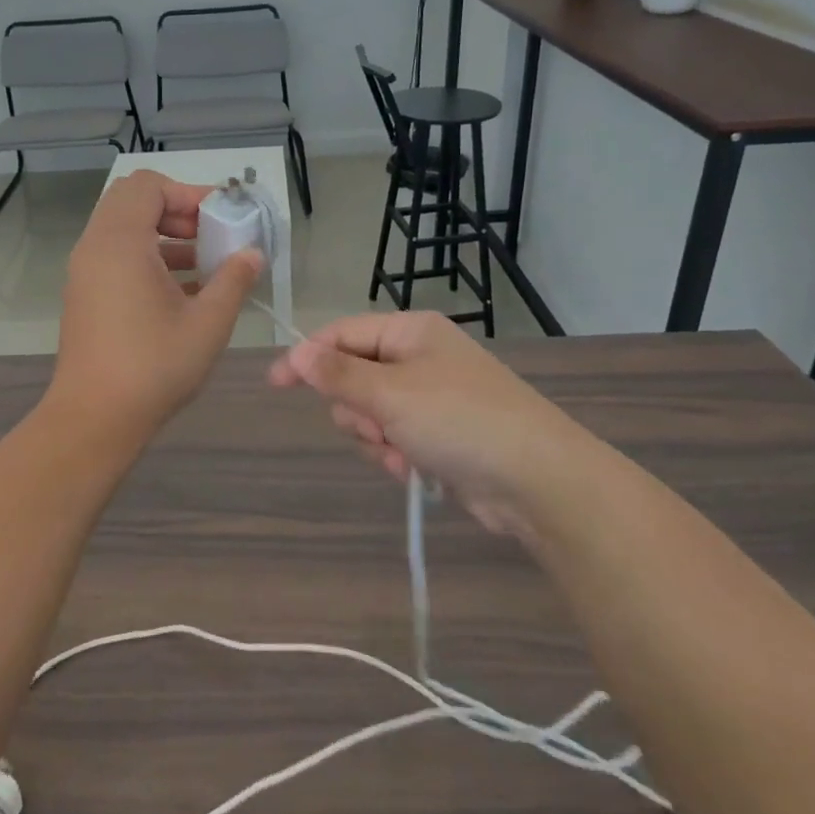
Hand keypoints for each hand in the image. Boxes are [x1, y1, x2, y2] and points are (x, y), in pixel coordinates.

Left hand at [50, 171, 263, 437]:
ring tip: (203, 266)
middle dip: (175, 211)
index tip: (220, 219)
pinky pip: (115, 256)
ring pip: (123, 230)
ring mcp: (85, 271)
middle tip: (209, 237)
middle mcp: (96, 246)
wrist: (94, 418)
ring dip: (163, 236)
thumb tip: (252, 254)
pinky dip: (146, 258)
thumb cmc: (154, 366)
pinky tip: (182, 292)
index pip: (148, 186)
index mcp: (120, 242)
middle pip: (132, 201)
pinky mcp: (84, 294)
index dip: (187, 193)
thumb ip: (234, 280)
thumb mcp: (208, 323)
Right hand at [268, 312, 602, 535]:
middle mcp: (419, 358)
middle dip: (356, 409)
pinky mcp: (440, 434)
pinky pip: (393, 437)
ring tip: (402, 454)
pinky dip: (395, 454)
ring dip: (376, 437)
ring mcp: (431, 397)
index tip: (275, 384)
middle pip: (353, 376)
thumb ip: (337, 374)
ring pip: (370, 412)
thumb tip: (296, 352)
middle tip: (376, 427)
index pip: (342, 334)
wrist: (539, 482)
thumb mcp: (390, 393)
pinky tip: (415, 470)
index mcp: (410, 332)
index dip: (306, 357)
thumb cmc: (460, 420)